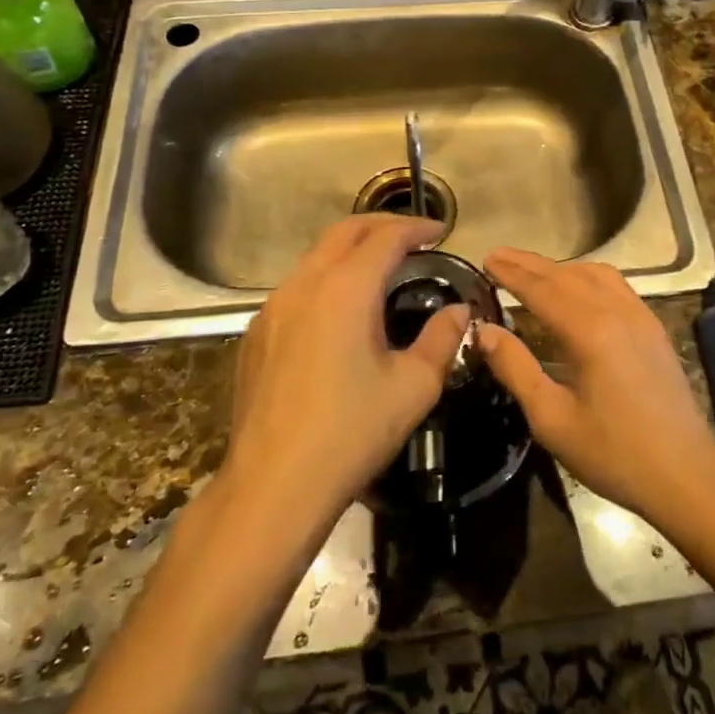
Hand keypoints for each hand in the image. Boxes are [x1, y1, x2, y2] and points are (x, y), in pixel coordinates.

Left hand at [224, 216, 468, 523]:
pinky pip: (296, 287)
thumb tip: (458, 312)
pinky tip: (339, 310)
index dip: (416, 228)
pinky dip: (325, 279)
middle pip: (344, 232)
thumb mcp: (413, 386)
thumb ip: (442, 339)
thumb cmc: (351, 433)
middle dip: (381, 226)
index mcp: (345, 289)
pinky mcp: (256, 334)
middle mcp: (304, 285)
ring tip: (380, 268)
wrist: (273, 486)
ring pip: (315, 257)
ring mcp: (272, 308)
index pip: (385, 238)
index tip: (440, 232)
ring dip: (350, 250)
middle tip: (413, 237)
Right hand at [477, 248, 714, 523]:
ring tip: (532, 270)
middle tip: (499, 255)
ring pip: (595, 274)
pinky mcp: (653, 328)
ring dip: (559, 268)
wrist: (685, 473)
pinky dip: (587, 276)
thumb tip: (484, 331)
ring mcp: (640, 316)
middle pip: (566, 275)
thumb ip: (516, 369)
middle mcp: (616, 312)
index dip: (511, 273)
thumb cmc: (613, 453)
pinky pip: (616, 285)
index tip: (486, 259)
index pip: (541, 289)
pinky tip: (577, 288)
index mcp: (589, 332)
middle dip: (530, 264)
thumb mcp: (552, 419)